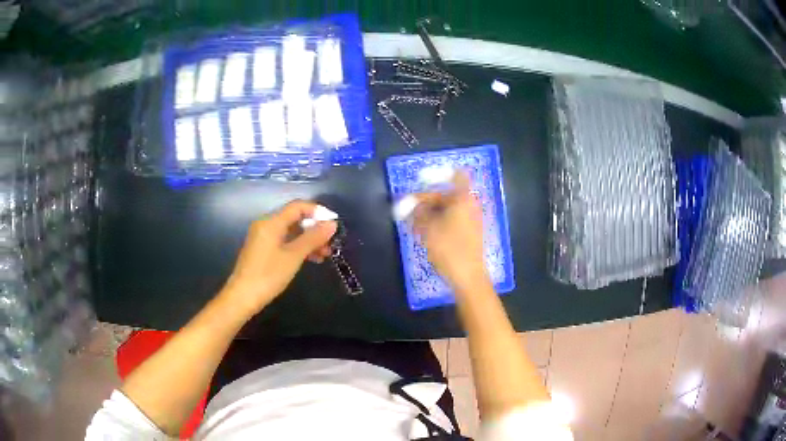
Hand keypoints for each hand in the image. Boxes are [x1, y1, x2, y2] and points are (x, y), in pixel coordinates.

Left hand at [220, 200, 336, 316]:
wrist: (242, 296)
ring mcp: (263, 237)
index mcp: (271, 222)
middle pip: (294, 218)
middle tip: (331, 242)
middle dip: (314, 228)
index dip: (317, 211)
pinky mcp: (262, 249)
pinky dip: (298, 247)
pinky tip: (311, 258)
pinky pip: (284, 241)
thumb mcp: (294, 256)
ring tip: (325, 254)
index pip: (298, 206)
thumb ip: (313, 238)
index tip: (334, 223)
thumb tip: (331, 224)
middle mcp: (266, 225)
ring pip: (290, 231)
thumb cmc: (268, 275)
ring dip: (308, 240)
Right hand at [413, 171, 490, 293]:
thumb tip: (413, 203)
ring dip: (429, 214)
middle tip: (408, 211)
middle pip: (446, 194)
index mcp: (464, 198)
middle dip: (426, 201)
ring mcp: (472, 220)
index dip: (438, 174)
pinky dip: (438, 223)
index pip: (456, 175)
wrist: (468, 276)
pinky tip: (425, 235)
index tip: (420, 180)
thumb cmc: (449, 248)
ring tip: (414, 226)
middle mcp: (470, 205)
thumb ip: (418, 211)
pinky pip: (452, 220)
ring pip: (447, 209)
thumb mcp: (428, 227)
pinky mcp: (469, 233)